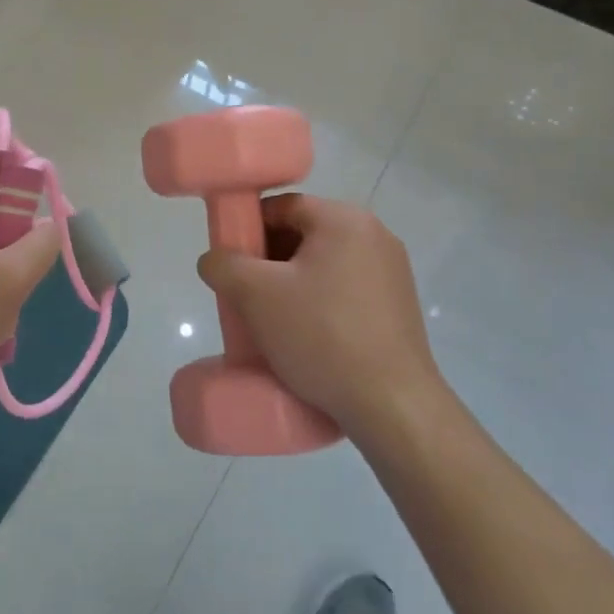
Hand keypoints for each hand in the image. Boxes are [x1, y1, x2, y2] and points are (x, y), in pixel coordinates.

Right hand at [197, 194, 440, 433]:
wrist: (393, 407)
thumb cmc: (322, 336)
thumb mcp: (255, 295)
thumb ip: (223, 265)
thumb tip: (215, 260)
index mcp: (344, 220)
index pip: (281, 207)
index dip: (247, 229)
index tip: (231, 264)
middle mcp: (374, 235)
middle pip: (303, 233)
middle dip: (268, 259)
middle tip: (246, 295)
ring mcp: (392, 272)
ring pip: (323, 264)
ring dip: (291, 284)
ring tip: (272, 321)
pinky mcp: (398, 306)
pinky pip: (345, 289)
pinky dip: (319, 302)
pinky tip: (305, 336)